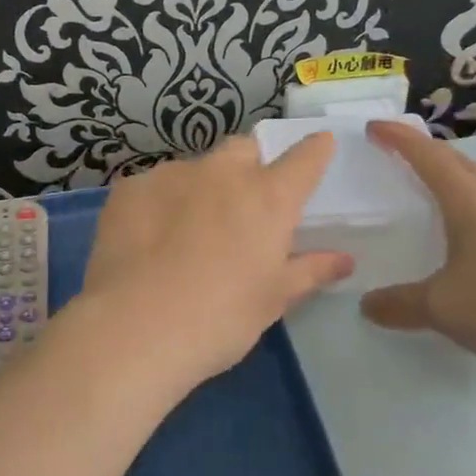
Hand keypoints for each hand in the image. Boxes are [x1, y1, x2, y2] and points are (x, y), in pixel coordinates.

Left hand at [75, 134, 353, 398]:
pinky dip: (159, 204)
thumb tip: (345, 259)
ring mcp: (171, 174)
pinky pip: (154, 186)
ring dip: (201, 188)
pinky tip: (148, 239)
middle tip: (243, 205)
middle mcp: (222, 173)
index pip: (304, 158)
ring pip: (195, 168)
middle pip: (244, 149)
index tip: (319, 146)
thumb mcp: (272, 299)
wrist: (135, 329)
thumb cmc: (220, 318)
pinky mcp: (130, 187)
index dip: (315, 150)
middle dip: (250, 165)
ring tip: (186, 232)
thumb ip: (310, 270)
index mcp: (267, 197)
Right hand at [358, 120, 475, 376]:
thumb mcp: (443, 308)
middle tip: (397, 150)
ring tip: (428, 186)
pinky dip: (467, 207)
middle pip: (457, 163)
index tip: (374, 127)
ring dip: (450, 176)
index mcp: (469, 205)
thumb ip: (401, 304)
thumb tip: (367, 305)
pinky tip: (463, 236)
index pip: (428, 157)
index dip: (400, 138)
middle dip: (425, 150)